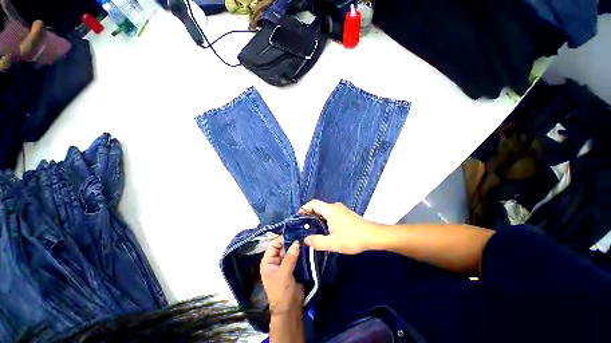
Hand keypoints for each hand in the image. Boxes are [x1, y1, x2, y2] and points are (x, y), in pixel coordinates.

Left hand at [260, 237, 303, 316]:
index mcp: (268, 261)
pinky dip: (301, 252)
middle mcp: (276, 260)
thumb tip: (297, 242)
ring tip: (306, 238)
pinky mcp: (294, 266)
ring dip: (297, 246)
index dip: (281, 238)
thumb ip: (290, 258)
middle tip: (301, 234)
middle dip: (291, 241)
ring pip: (291, 250)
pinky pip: (297, 256)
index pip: (273, 245)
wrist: (291, 309)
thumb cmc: (281, 292)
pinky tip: (308, 247)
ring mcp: (285, 263)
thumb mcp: (284, 274)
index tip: (292, 233)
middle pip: (283, 246)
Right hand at [300, 200, 379, 253]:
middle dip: (309, 215)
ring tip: (312, 230)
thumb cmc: (352, 238)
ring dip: (317, 218)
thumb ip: (317, 241)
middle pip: (318, 207)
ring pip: (324, 211)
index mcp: (330, 210)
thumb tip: (305, 240)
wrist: (373, 236)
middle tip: (303, 227)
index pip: (313, 203)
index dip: (304, 208)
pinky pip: (330, 214)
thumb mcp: (333, 243)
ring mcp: (341, 209)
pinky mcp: (345, 214)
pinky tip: (325, 230)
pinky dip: (324, 219)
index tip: (298, 218)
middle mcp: (334, 206)